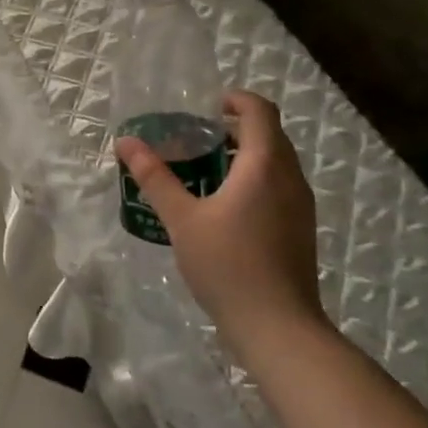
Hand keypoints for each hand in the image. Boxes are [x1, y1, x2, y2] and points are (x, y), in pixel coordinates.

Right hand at [114, 91, 323, 341]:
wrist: (279, 328)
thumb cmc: (228, 265)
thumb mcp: (182, 219)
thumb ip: (154, 177)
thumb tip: (126, 142)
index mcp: (265, 165)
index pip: (260, 110)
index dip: (235, 99)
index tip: (206, 108)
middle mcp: (290, 178)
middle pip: (269, 134)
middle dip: (234, 129)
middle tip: (195, 139)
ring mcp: (301, 205)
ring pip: (276, 162)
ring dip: (245, 156)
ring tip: (204, 171)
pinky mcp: (300, 229)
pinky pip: (279, 186)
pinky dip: (255, 180)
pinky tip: (223, 208)